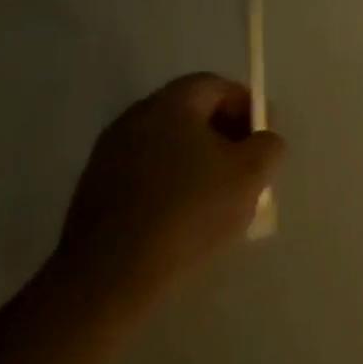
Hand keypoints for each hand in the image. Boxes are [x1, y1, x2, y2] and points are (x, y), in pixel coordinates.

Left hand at [52, 73, 283, 301]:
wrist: (109, 278)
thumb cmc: (189, 212)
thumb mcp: (251, 174)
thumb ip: (268, 145)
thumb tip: (262, 141)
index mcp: (169, 105)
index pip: (215, 85)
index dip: (247, 105)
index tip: (264, 139)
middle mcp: (133, 119)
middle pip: (190, 113)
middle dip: (225, 135)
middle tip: (248, 169)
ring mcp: (107, 156)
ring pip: (168, 147)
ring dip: (199, 163)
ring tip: (220, 199)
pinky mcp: (94, 193)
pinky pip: (146, 175)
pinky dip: (172, 186)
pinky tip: (186, 220)